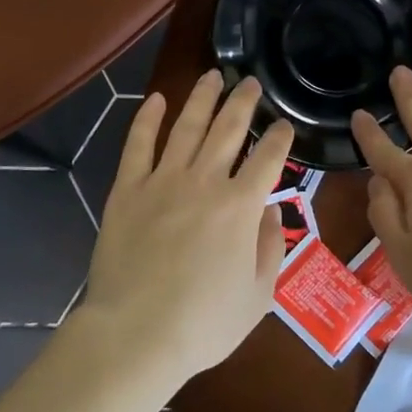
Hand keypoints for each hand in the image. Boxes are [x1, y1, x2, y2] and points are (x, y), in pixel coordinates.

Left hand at [78, 70, 292, 387]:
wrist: (135, 335)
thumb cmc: (203, 324)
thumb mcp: (258, 296)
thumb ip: (269, 247)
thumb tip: (268, 209)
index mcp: (240, 207)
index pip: (268, 158)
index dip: (280, 138)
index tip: (284, 125)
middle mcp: (205, 182)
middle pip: (228, 130)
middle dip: (243, 102)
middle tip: (251, 83)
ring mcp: (162, 182)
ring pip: (187, 127)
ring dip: (202, 98)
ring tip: (213, 75)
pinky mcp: (127, 190)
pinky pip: (138, 145)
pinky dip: (147, 119)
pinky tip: (156, 99)